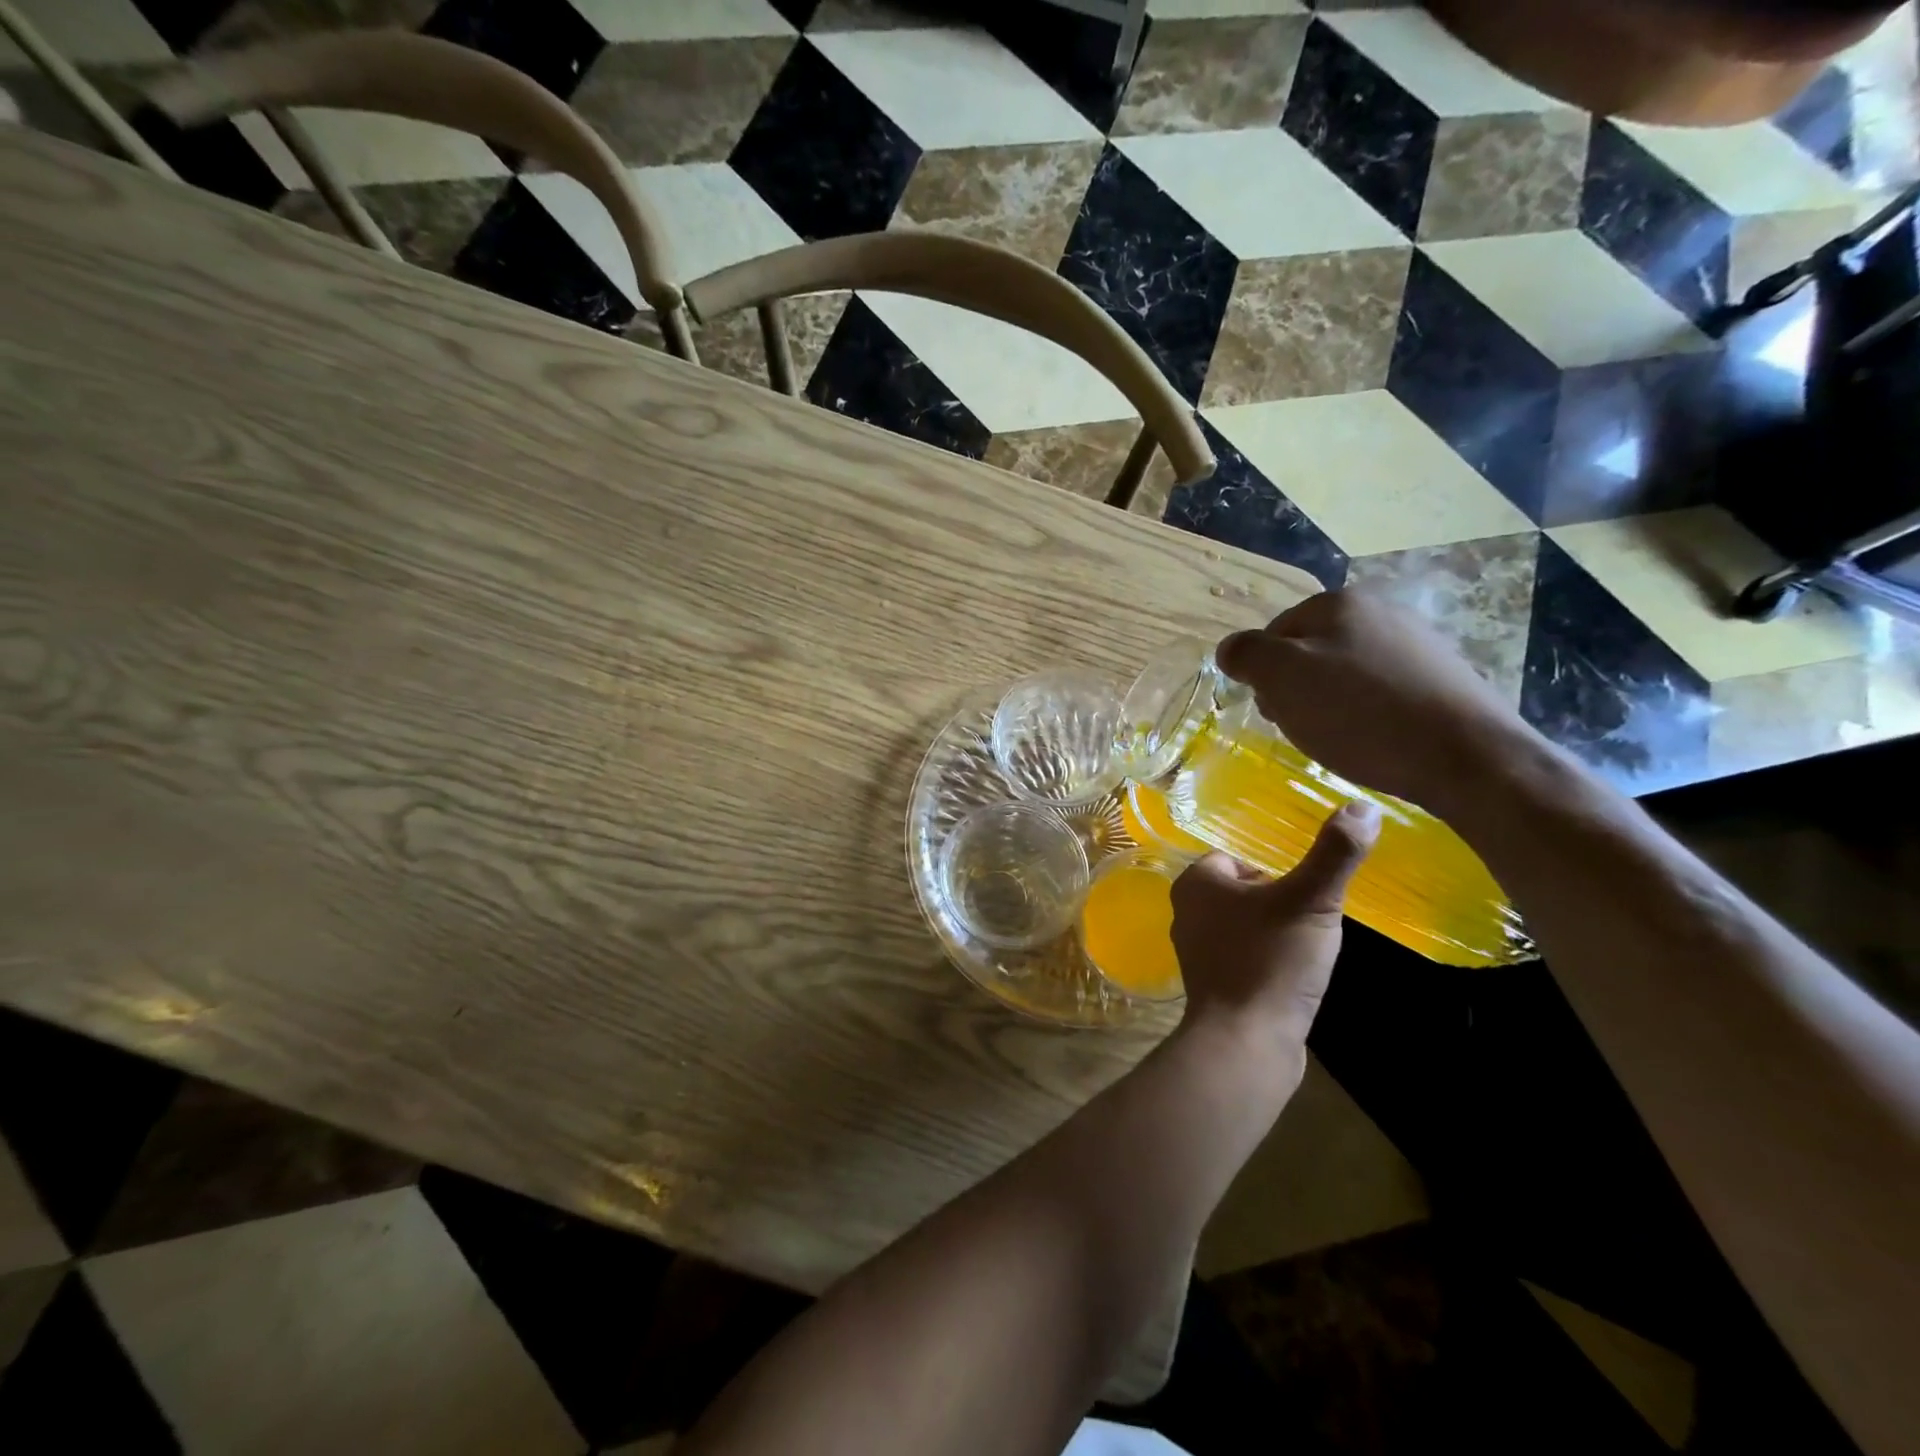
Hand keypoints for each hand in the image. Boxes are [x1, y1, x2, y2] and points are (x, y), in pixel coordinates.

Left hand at [1171, 801, 1379, 1050]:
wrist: (1246, 1041)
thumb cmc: (1271, 960)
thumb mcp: (1310, 900)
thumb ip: (1335, 853)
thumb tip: (1363, 805)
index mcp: (1196, 882)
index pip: (1237, 855)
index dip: (1275, 866)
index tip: (1308, 884)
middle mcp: (1186, 912)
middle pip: (1243, 889)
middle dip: (1278, 898)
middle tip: (1314, 913)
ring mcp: (1196, 951)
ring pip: (1244, 923)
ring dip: (1275, 928)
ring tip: (1309, 942)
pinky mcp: (1212, 984)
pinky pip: (1244, 955)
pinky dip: (1268, 957)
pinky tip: (1294, 972)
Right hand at [1215, 591, 1533, 813]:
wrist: (1467, 757)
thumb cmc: (1361, 714)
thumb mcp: (1283, 679)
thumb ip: (1247, 655)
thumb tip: (1230, 649)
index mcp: (1339, 602)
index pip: (1274, 632)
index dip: (1263, 673)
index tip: (1273, 710)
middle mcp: (1381, 610)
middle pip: (1311, 650)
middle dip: (1297, 687)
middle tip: (1301, 726)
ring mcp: (1418, 642)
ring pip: (1346, 671)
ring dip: (1331, 702)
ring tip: (1339, 738)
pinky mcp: (1443, 677)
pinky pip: (1382, 690)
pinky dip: (1368, 712)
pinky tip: (1374, 739)